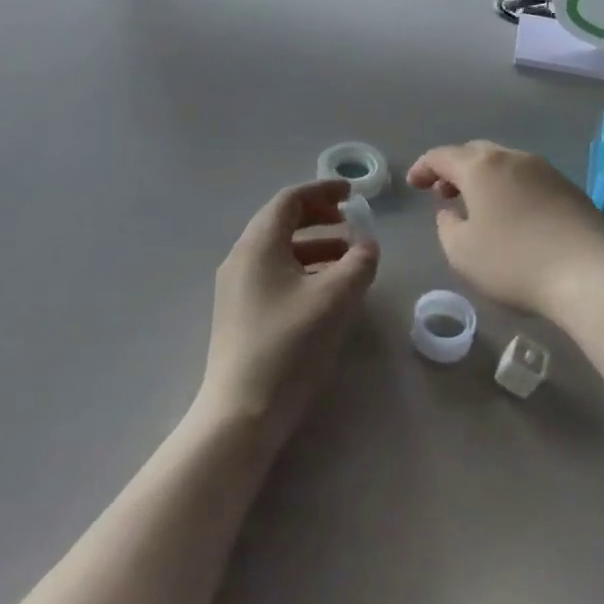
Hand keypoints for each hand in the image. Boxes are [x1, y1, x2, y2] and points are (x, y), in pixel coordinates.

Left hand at [196, 179, 376, 449]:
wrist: (241, 413)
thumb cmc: (289, 346)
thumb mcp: (335, 299)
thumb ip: (359, 263)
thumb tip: (367, 245)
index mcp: (258, 245)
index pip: (289, 200)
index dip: (322, 190)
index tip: (352, 193)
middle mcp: (241, 258)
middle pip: (280, 221)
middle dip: (318, 216)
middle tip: (350, 222)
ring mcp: (236, 287)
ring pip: (278, 249)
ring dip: (314, 245)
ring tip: (348, 259)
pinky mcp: (239, 312)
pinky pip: (273, 272)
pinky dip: (302, 268)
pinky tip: (325, 290)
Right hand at [407, 141, 603, 318]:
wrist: (587, 275)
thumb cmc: (514, 263)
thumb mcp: (462, 252)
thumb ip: (446, 227)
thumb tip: (451, 212)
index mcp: (481, 167)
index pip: (443, 155)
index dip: (424, 167)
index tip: (414, 184)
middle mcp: (513, 158)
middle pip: (476, 153)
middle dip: (456, 169)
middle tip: (443, 193)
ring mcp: (546, 170)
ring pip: (505, 163)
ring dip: (486, 178)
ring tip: (478, 205)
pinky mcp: (570, 188)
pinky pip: (530, 179)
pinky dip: (512, 189)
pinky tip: (515, 215)